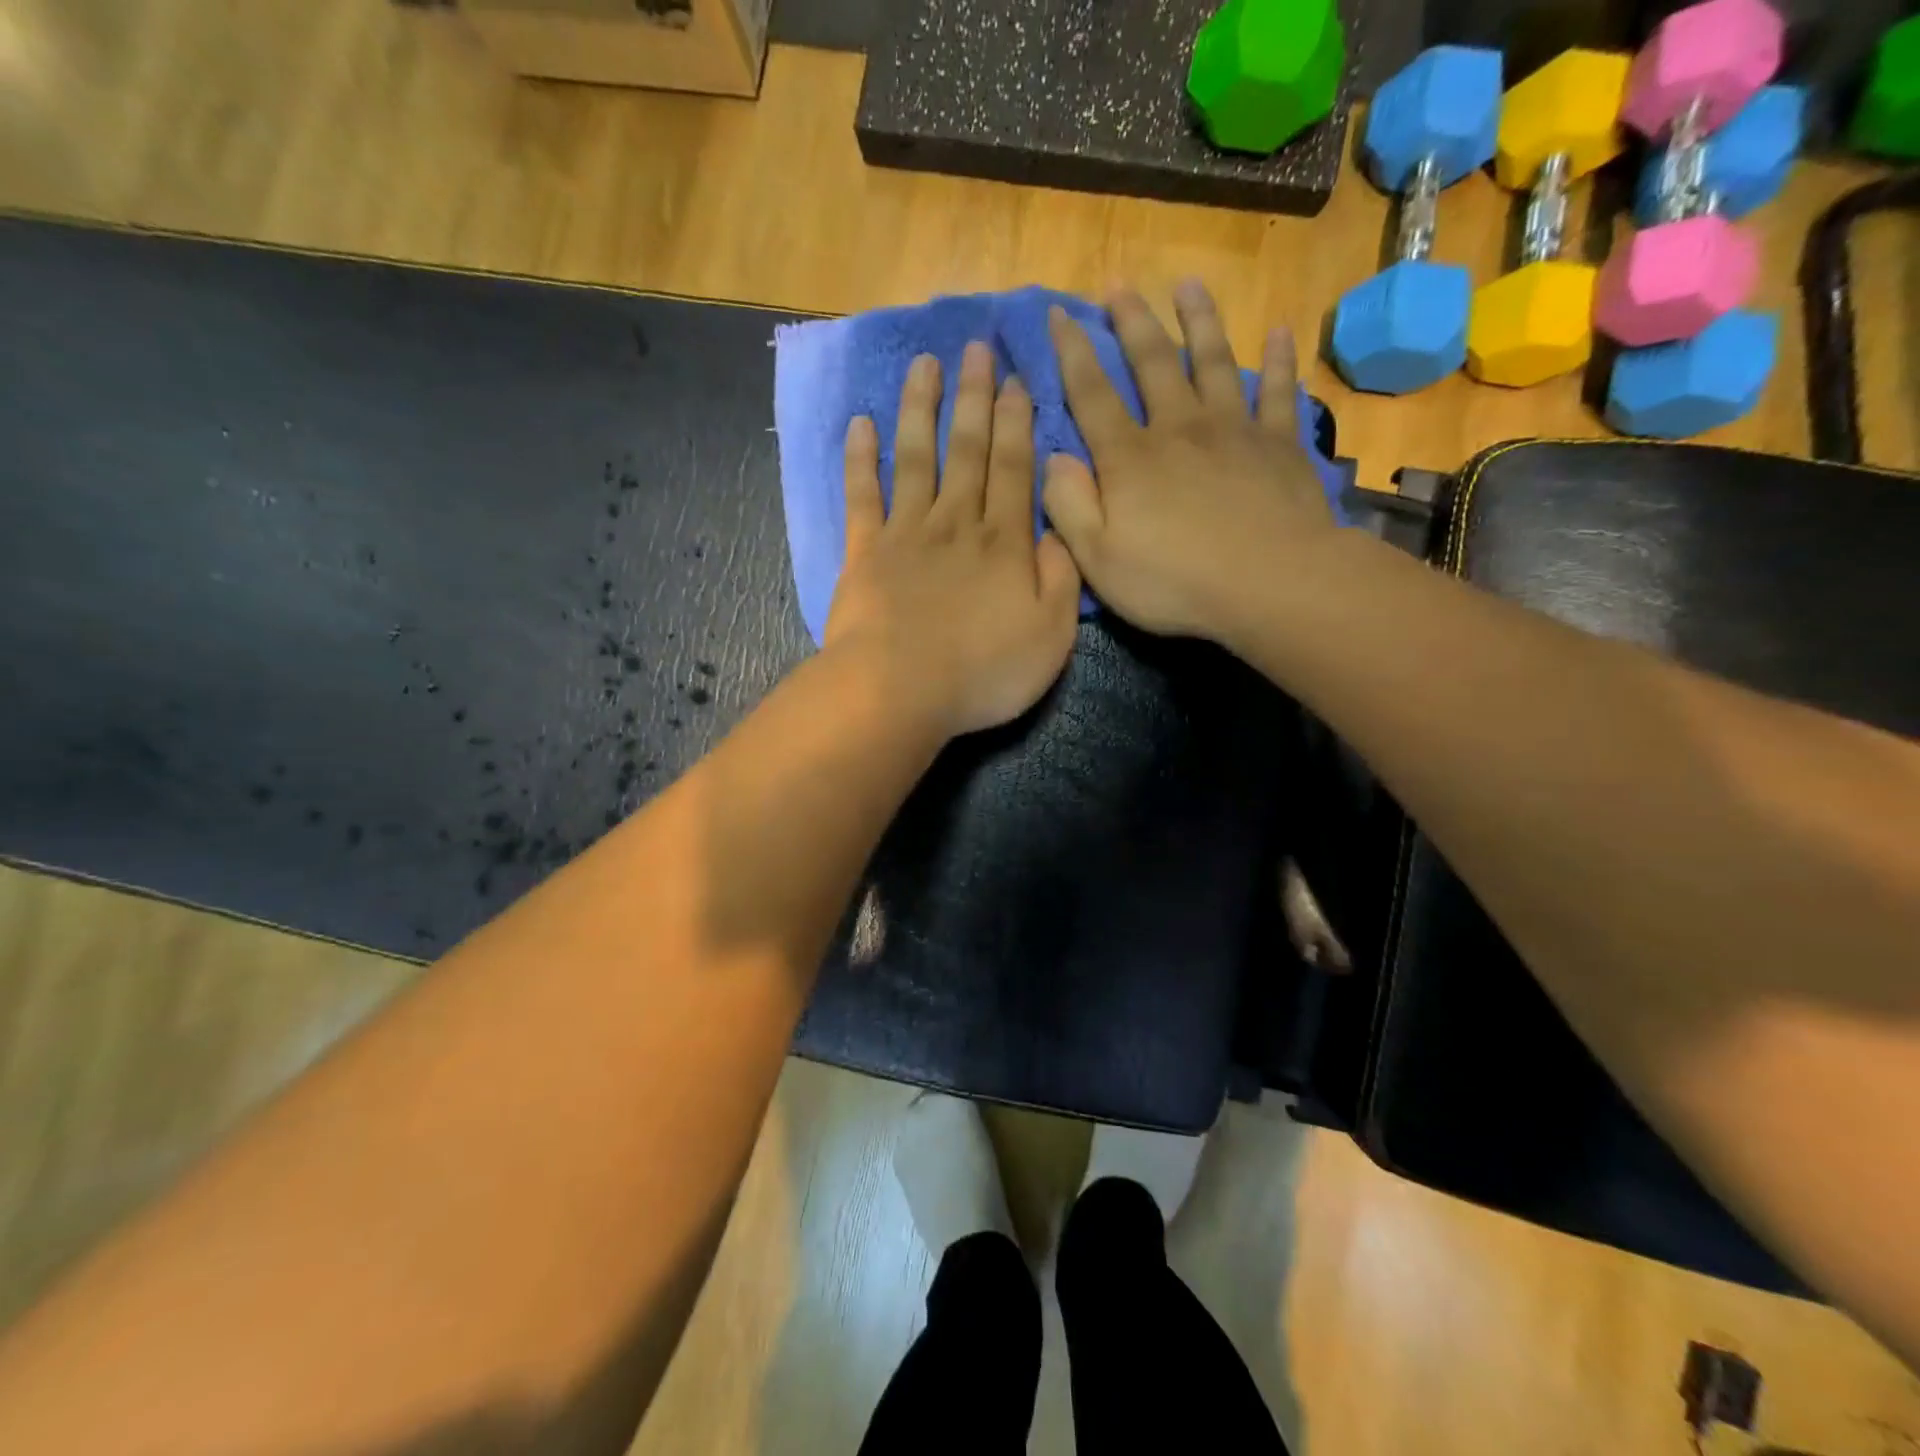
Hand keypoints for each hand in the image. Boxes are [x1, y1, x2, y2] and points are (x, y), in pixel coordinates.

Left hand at [825, 341, 1081, 738]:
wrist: (900, 691)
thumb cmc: (984, 672)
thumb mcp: (1051, 636)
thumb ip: (1062, 579)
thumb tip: (1056, 532)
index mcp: (1005, 542)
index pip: (1015, 468)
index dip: (1017, 422)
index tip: (1016, 380)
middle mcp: (957, 523)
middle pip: (968, 450)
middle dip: (974, 397)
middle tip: (976, 348)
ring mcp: (907, 533)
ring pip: (917, 457)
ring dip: (922, 408)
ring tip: (925, 363)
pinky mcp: (865, 552)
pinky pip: (863, 495)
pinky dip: (862, 458)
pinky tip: (862, 424)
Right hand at [1043, 281, 1338, 642]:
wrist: (1270, 584)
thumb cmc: (1174, 581)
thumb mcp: (1098, 559)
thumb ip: (1069, 506)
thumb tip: (1053, 459)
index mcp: (1129, 459)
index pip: (1091, 394)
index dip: (1072, 353)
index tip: (1059, 314)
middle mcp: (1178, 429)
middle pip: (1152, 363)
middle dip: (1131, 322)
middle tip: (1119, 285)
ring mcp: (1233, 430)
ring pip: (1212, 361)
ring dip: (1199, 321)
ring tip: (1189, 285)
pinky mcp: (1279, 444)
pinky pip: (1277, 392)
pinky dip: (1277, 361)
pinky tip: (1279, 332)